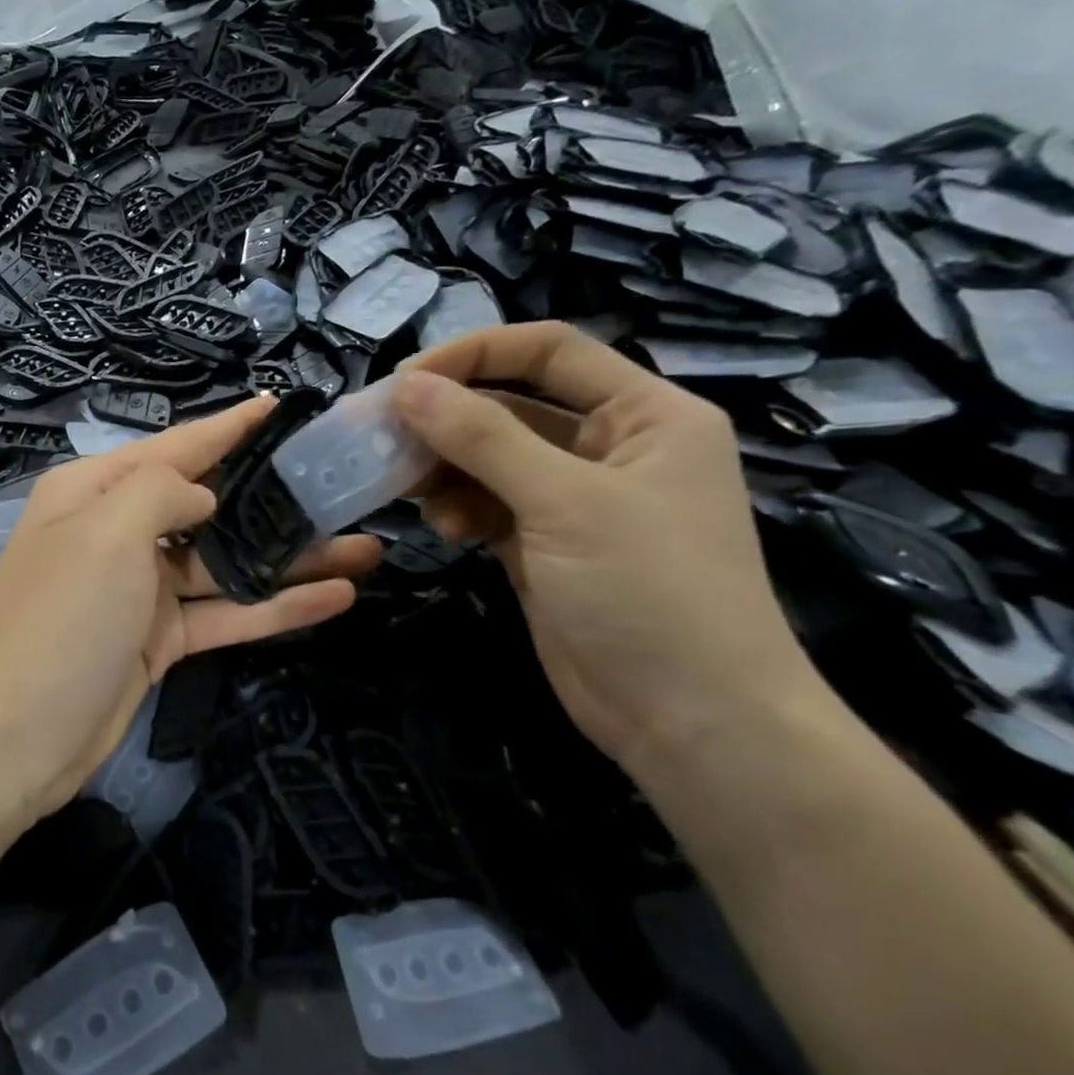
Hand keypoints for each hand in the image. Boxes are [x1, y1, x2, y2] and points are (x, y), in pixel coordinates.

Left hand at [0, 398, 381, 819]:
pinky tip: (335, 599)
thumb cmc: (61, 619)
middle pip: (207, 504)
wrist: (12, 740)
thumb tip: (202, 497)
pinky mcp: (158, 640)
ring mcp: (139, 589)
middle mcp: (116, 531)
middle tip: (340, 487)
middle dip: (271, 497)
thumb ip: (161, 492)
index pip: (174, 447)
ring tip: (363, 548)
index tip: (279, 407)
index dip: (228, 427)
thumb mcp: (105, 533)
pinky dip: (274, 607)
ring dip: (288, 558)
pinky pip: (224, 612)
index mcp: (93, 491)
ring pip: (225, 563)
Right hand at [391, 322, 821, 773]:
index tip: (402, 379)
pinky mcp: (545, 543)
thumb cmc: (648, 592)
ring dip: (445, 467)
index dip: (473, 354)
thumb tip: (404, 385)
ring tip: (408, 488)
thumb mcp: (563, 502)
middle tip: (381, 435)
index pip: (548, 351)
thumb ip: (481, 437)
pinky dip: (458, 506)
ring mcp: (575, 498)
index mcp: (646, 414)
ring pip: (490, 457)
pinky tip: (444, 527)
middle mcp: (611, 446)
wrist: (692, 723)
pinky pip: (487, 502)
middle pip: (511, 404)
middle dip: (446, 418)